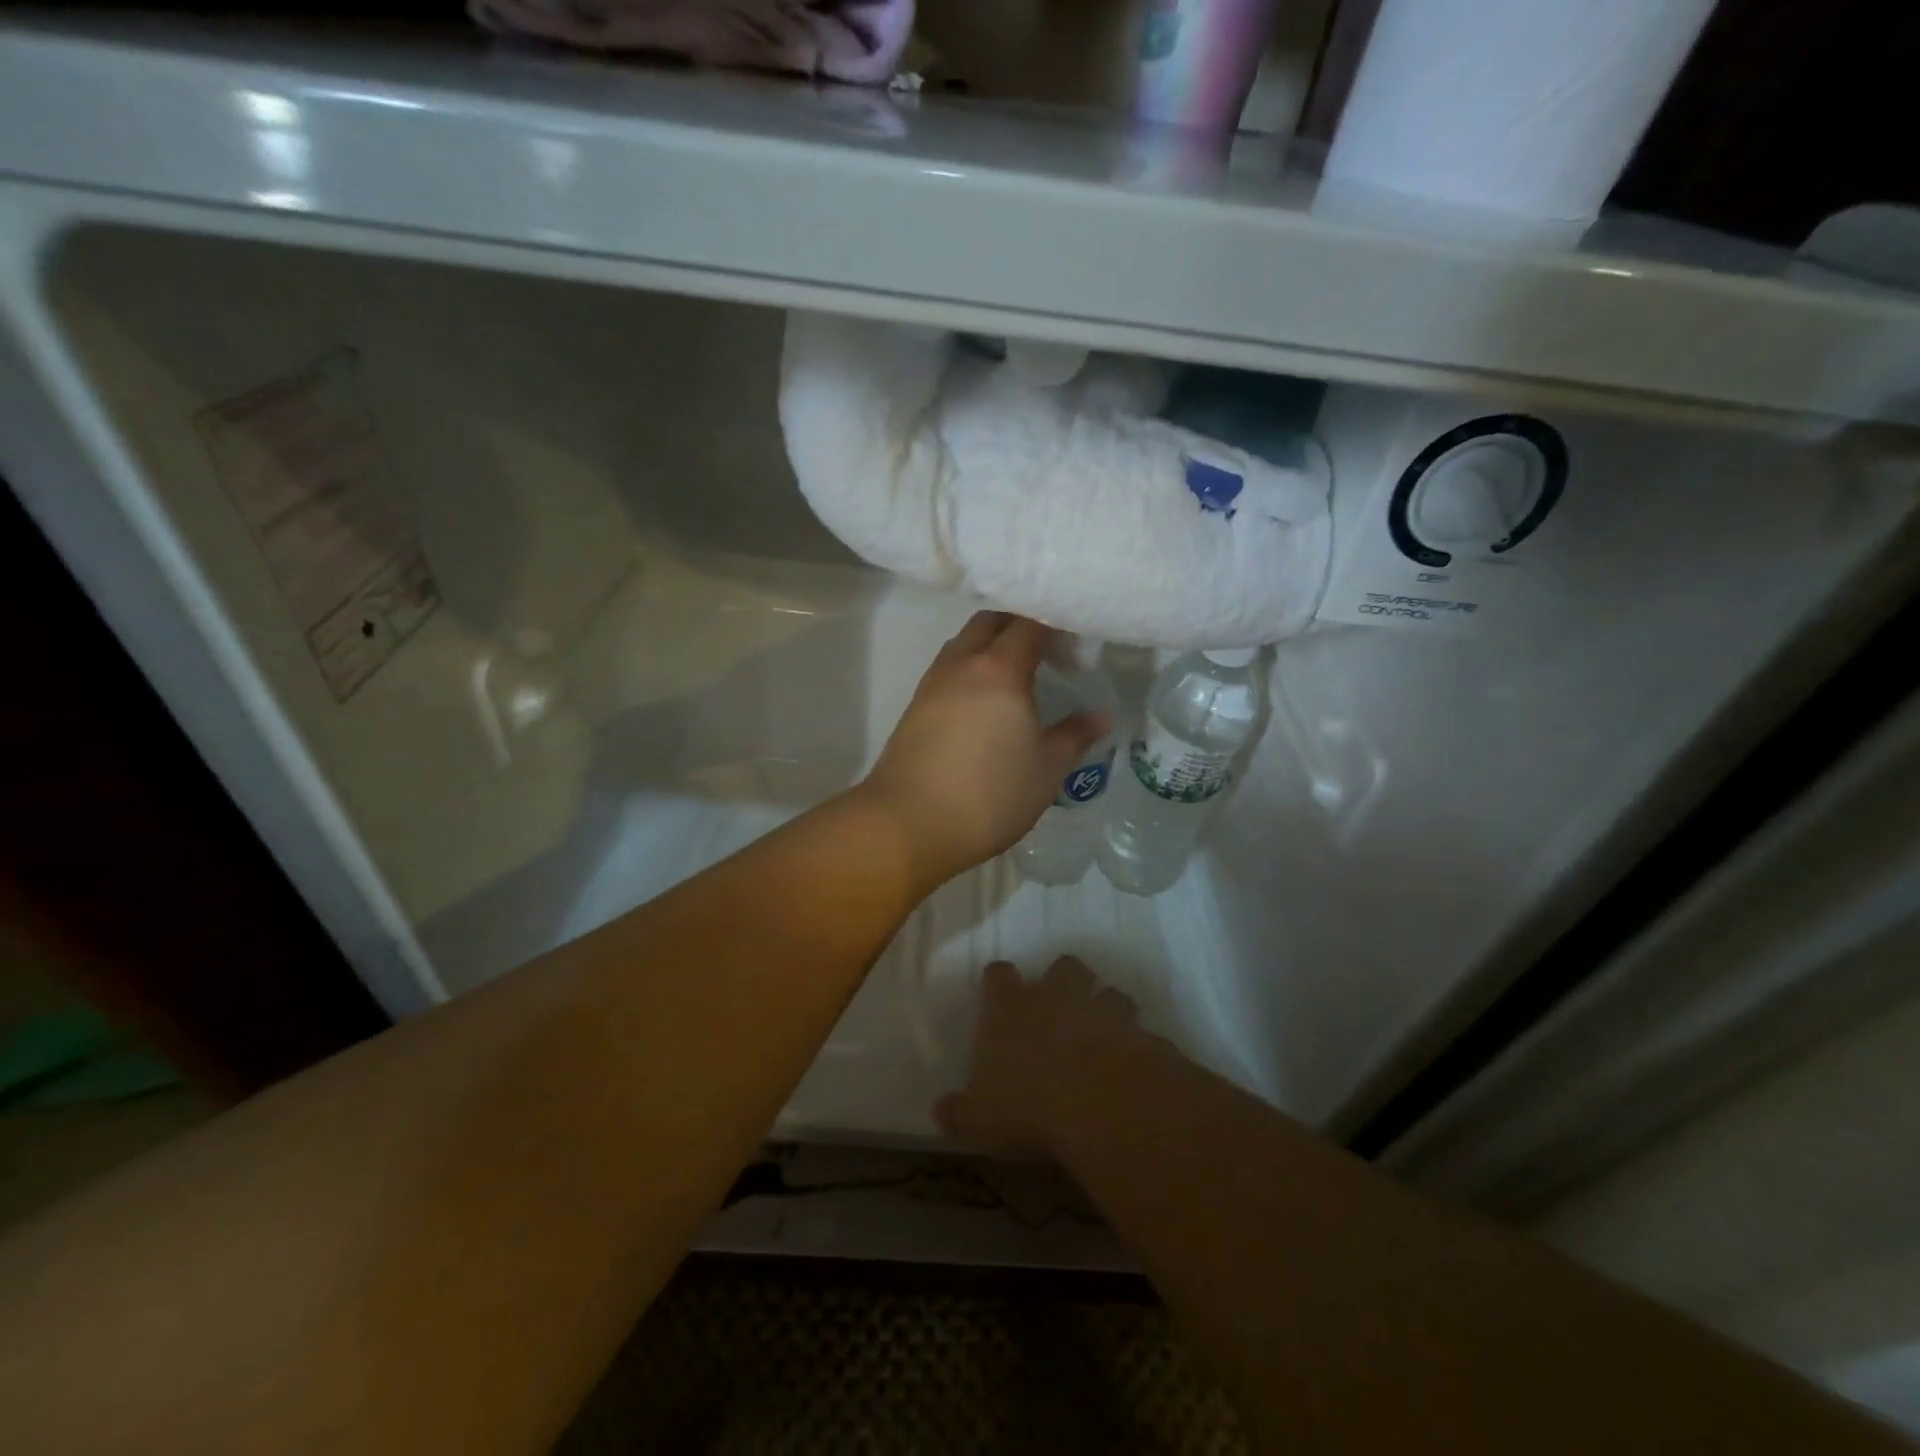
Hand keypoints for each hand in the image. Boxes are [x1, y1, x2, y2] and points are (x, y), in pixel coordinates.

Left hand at [859, 612, 1106, 888]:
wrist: (909, 824)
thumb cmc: (990, 795)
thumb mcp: (1046, 769)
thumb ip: (1074, 736)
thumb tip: (1101, 716)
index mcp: (999, 668)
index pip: (1030, 622)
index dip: (1056, 624)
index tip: (1076, 643)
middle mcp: (962, 664)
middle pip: (991, 622)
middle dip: (1020, 625)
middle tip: (1047, 653)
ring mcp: (933, 683)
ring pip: (964, 643)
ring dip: (990, 645)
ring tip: (1016, 676)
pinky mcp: (915, 706)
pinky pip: (948, 669)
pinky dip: (970, 669)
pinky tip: (984, 702)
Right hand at [934, 957, 1143, 1159]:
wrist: (1100, 1104)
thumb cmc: (1027, 1107)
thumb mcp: (979, 1121)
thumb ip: (958, 1113)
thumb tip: (940, 1110)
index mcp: (1010, 1007)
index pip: (999, 975)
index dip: (999, 982)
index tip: (999, 995)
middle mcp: (1055, 996)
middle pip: (1062, 966)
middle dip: (1064, 981)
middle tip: (1061, 1008)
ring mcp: (1100, 1009)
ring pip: (1107, 991)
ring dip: (1106, 1008)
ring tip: (1103, 1036)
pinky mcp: (1137, 1031)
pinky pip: (1138, 1029)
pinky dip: (1135, 1042)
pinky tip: (1131, 1066)